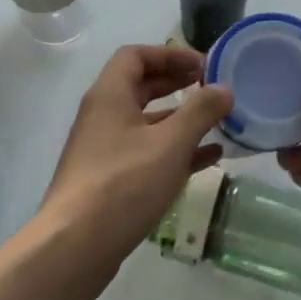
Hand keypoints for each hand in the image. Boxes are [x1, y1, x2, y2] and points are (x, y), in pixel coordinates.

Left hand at [40, 45, 233, 274]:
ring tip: (217, 122)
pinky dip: (175, 150)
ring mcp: (105, 149)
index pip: (135, 55)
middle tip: (211, 88)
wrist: (76, 245)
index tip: (202, 65)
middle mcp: (103, 116)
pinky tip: (208, 159)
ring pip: (147, 123)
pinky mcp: (111, 179)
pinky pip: (147, 153)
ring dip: (180, 119)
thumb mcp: (170, 143)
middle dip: (177, 83)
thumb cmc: (124, 183)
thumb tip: (224, 88)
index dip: (169, 54)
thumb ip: (200, 111)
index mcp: (110, 95)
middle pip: (141, 86)